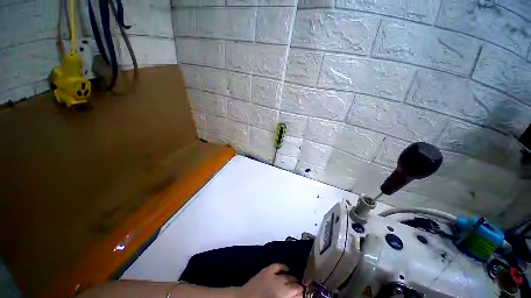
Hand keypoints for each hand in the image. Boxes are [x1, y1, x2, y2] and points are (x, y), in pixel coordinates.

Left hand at [237, 264, 303, 297]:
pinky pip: (277, 266)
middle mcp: (279, 285)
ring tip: (295, 279)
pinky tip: (287, 268)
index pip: (296, 291)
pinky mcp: (267, 270)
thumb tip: (298, 296)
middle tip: (301, 287)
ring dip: (292, 277)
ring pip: (287, 275)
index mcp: (282, 295)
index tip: (304, 292)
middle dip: (298, 285)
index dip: (302, 292)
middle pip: (293, 283)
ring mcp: (272, 276)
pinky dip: (283, 266)